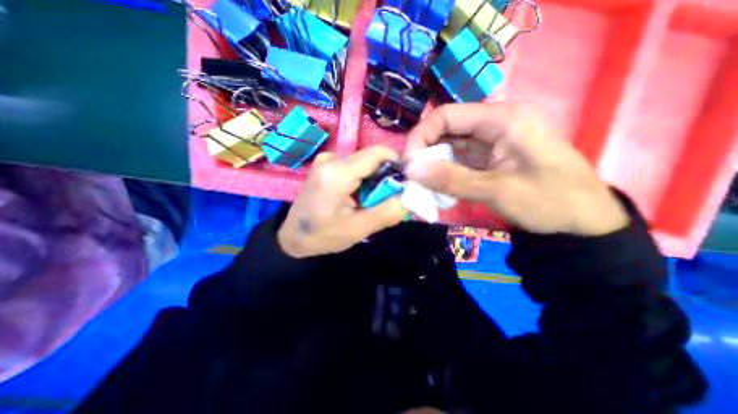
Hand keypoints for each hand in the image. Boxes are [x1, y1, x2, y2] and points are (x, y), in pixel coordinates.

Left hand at [277, 146, 406, 258]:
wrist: (292, 237)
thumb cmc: (323, 236)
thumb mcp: (358, 229)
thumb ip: (388, 212)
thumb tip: (411, 195)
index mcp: (338, 173)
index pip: (379, 153)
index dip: (397, 164)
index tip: (404, 183)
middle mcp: (331, 159)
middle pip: (371, 157)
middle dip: (385, 175)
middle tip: (386, 198)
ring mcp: (326, 160)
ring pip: (364, 162)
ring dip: (374, 179)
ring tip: (370, 200)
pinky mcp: (325, 165)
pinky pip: (353, 166)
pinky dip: (363, 179)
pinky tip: (358, 196)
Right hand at [403, 103, 627, 234]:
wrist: (582, 222)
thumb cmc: (549, 201)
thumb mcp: (496, 191)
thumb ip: (450, 179)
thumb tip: (409, 170)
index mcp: (501, 119)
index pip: (446, 115)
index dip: (421, 135)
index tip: (408, 162)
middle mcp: (493, 124)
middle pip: (446, 129)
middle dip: (425, 152)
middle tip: (412, 176)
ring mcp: (491, 142)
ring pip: (449, 146)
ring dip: (433, 164)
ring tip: (421, 183)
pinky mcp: (488, 158)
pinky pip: (458, 160)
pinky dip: (444, 172)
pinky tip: (437, 186)